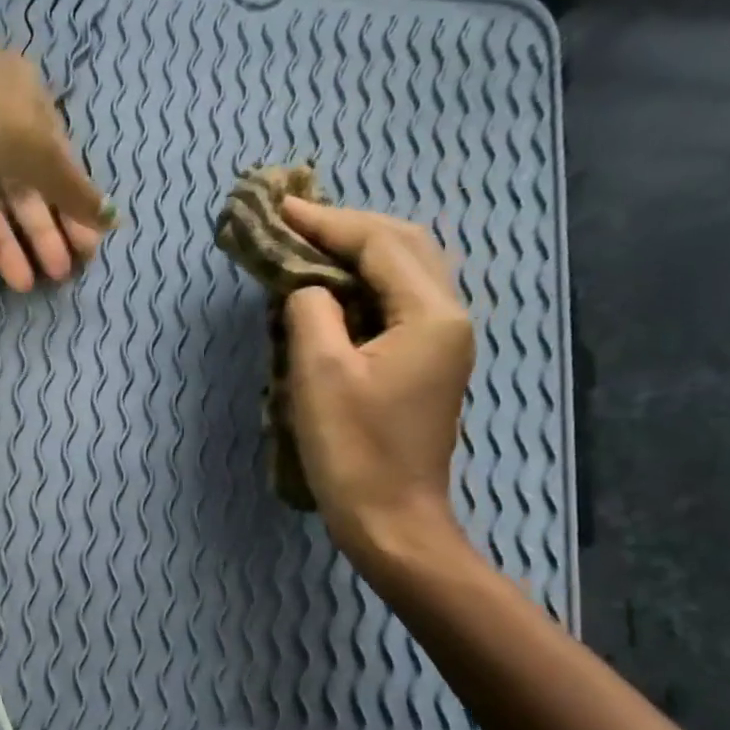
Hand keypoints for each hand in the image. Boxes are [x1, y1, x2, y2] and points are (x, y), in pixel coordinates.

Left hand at [0, 20, 109, 292]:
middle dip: (40, 233)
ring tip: (21, 282)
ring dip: (4, 241)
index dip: (72, 208)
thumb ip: (75, 190)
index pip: (57, 164)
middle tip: (57, 275)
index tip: (85, 249)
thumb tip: (114, 218)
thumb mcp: (42, 152)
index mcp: (27, 104)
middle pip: (21, 187)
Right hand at [280, 197, 475, 569]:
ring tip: (311, 245)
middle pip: (404, 247)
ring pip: (406, 272)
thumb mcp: (319, 373)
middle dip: (348, 227)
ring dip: (360, 251)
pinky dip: (365, 284)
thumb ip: (311, 311)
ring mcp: (443, 343)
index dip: (327, 222)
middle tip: (296, 221)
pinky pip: (399, 302)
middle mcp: (449, 318)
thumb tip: (308, 288)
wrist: (392, 520)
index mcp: (430, 315)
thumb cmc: (353, 450)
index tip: (281, 209)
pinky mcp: (428, 364)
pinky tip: (334, 288)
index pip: (379, 245)